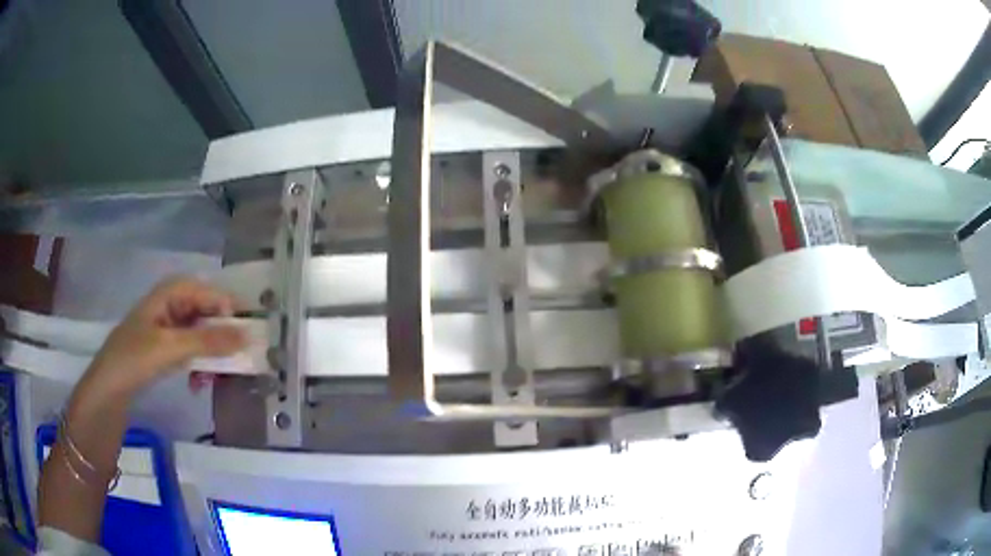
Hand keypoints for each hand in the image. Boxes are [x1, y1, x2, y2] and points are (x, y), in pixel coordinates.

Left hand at [84, 277, 246, 397]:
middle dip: (219, 336)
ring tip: (214, 377)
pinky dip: (198, 365)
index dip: (226, 307)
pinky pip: (190, 350)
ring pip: (199, 334)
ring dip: (209, 355)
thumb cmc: (136, 358)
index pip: (206, 291)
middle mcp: (170, 305)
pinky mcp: (165, 348)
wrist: (109, 388)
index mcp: (169, 293)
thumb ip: (209, 342)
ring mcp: (167, 327)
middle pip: (204, 312)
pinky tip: (199, 383)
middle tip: (235, 357)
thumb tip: (248, 336)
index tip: (244, 331)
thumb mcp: (172, 348)